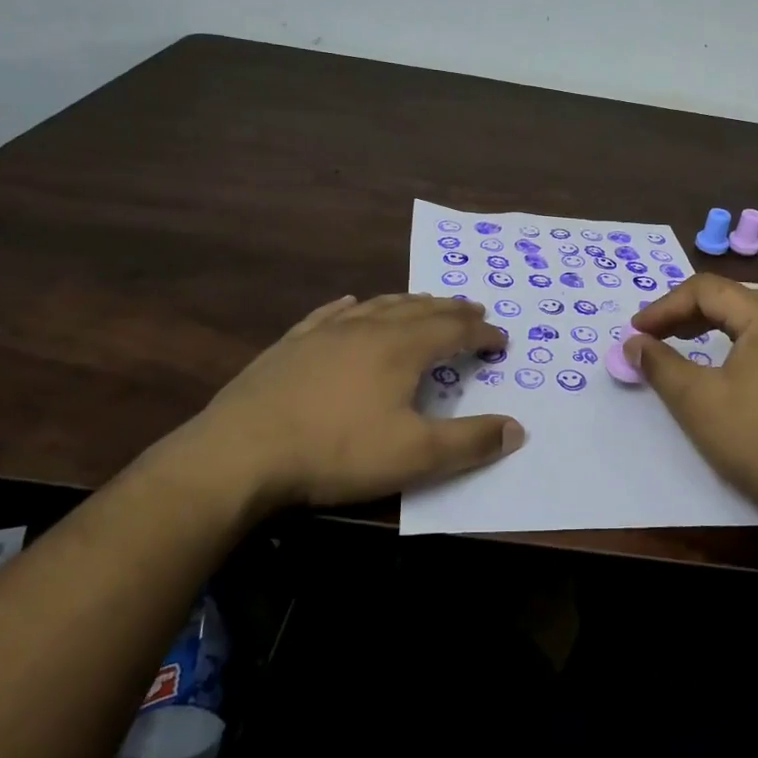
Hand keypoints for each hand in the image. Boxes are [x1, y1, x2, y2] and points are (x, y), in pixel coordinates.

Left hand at [182, 293, 524, 508]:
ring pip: (379, 305)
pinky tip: (351, 302)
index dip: (482, 333)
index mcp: (402, 348)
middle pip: (421, 309)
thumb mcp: (414, 456)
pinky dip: (352, 305)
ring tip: (426, 303)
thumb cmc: (336, 452)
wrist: (240, 453)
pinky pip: (330, 313)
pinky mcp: (292, 344)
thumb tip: (517, 428)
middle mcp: (369, 328)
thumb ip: (470, 441)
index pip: (455, 331)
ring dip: (410, 302)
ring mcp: (326, 332)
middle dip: (452, 310)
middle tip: (473, 309)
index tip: (501, 340)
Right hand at [627, 275, 757, 529]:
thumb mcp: (698, 402)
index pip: (706, 290)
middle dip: (686, 313)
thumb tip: (634, 343)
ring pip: (751, 320)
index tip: (635, 332)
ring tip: (681, 344)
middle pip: (731, 299)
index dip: (664, 306)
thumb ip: (660, 365)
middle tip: (653, 336)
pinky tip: (723, 367)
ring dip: (711, 327)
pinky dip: (736, 344)